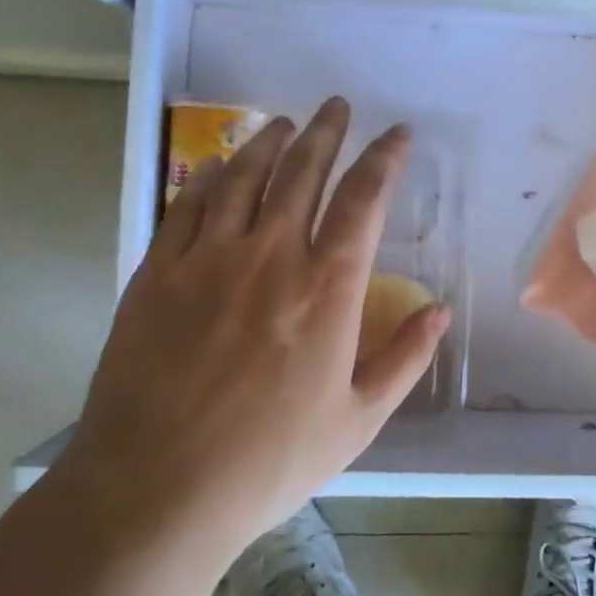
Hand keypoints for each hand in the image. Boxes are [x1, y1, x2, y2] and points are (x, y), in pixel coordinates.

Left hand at [59, 98, 449, 557]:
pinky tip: (217, 164)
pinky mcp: (157, 273)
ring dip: (269, 143)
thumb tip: (440, 311)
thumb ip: (405, 359)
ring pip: (243, 178)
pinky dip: (207, 176)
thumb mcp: (357, 421)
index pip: (363, 201)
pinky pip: (186, 206)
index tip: (397, 134)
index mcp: (328, 290)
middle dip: (327, 133)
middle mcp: (271, 258)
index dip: (384, 159)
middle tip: (337, 105)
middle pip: (302, 173)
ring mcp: (207, 260)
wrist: (155, 490)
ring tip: (286, 124)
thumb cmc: (269, 461)